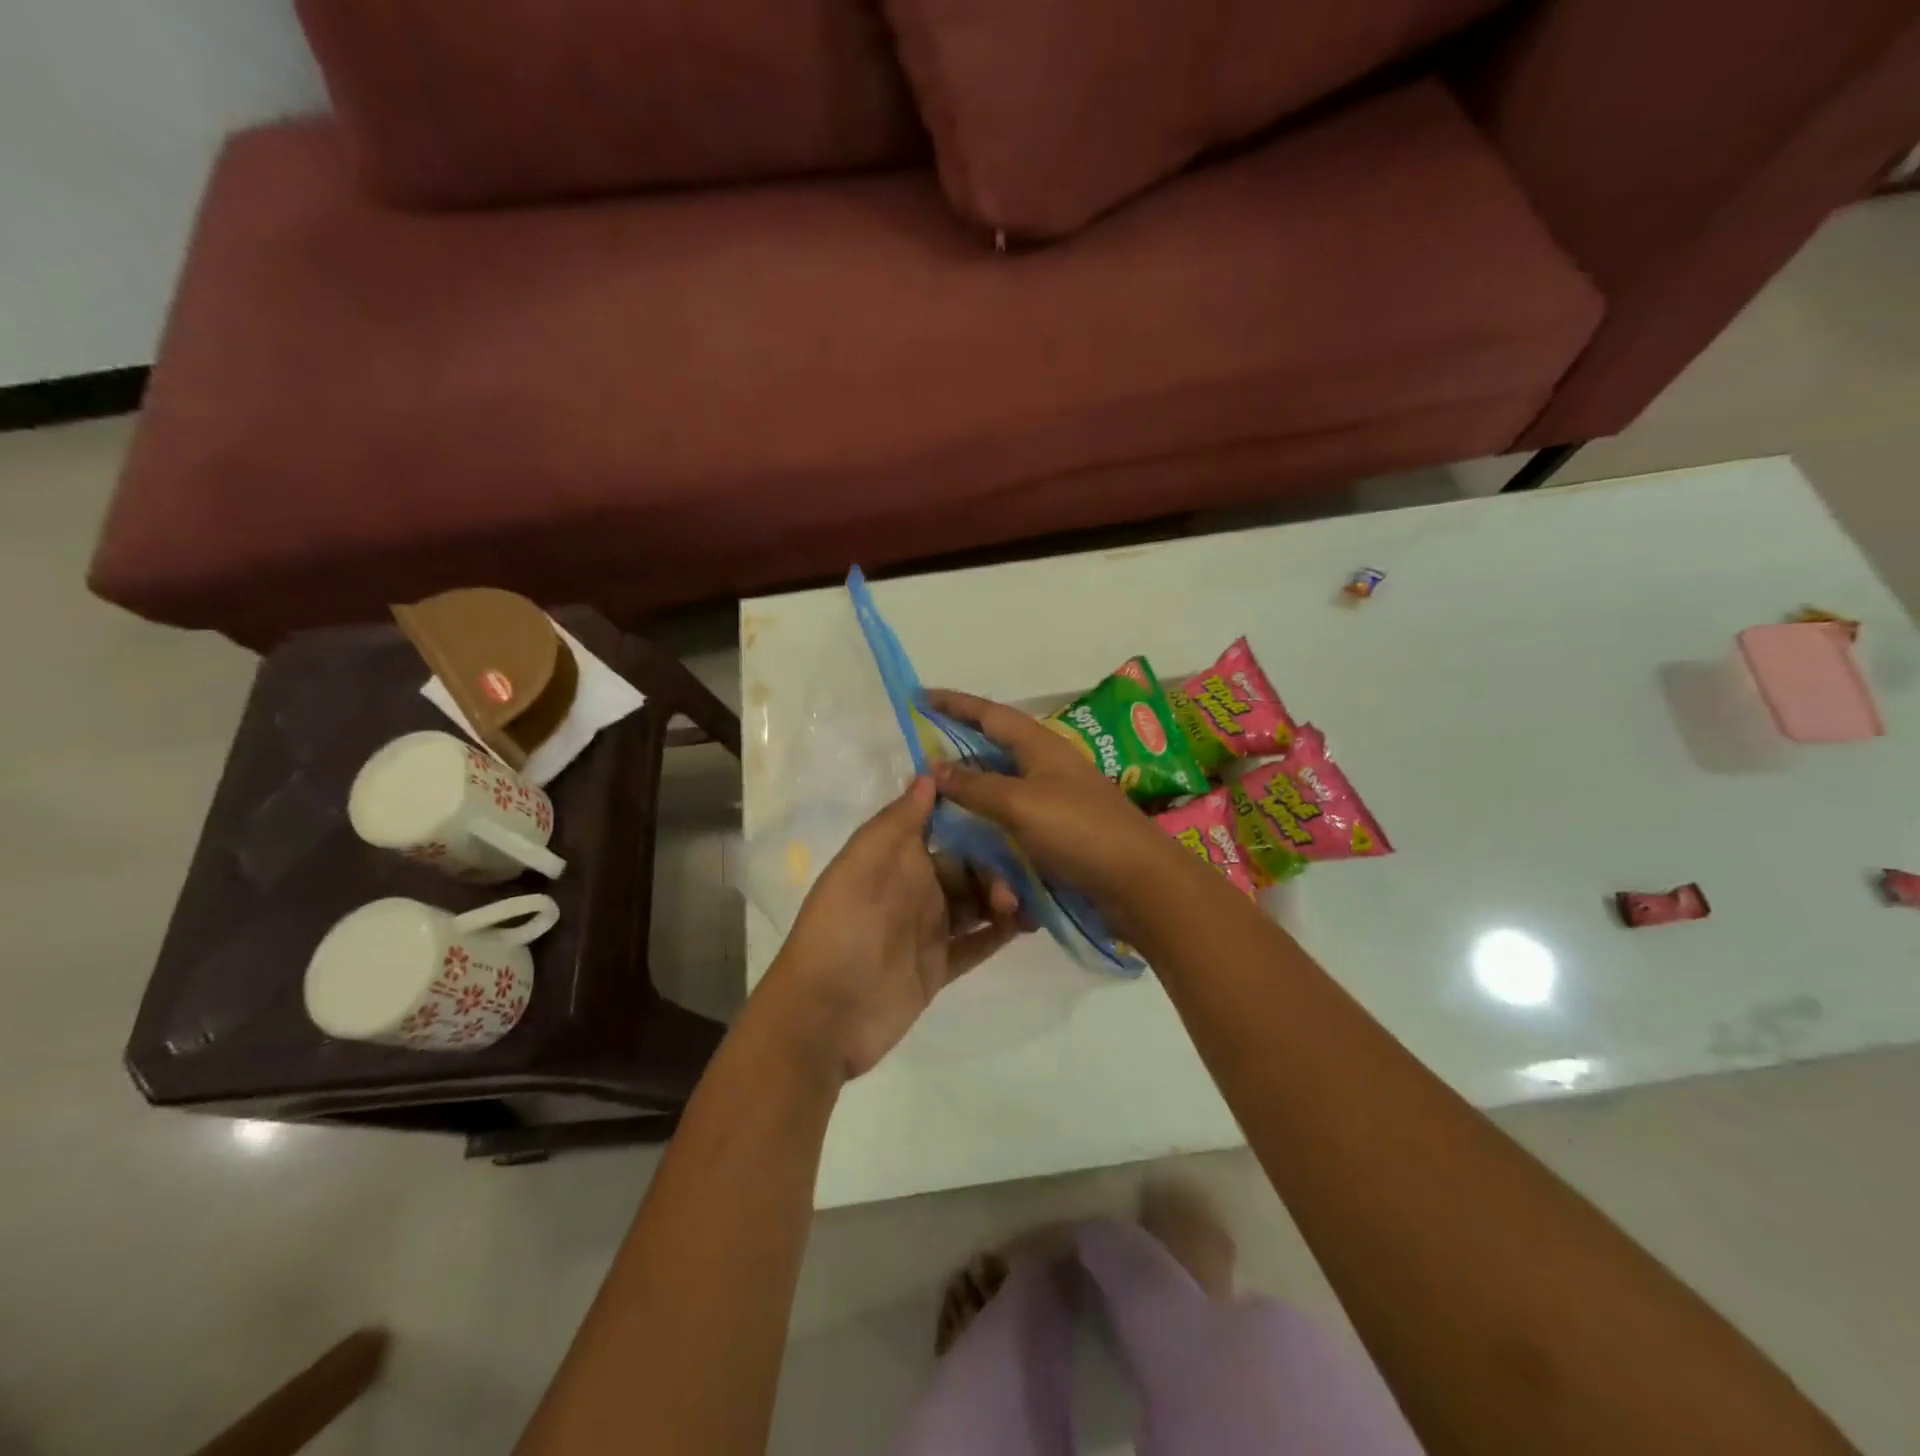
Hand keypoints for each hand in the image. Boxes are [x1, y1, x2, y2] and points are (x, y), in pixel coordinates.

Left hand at [762, 776, 1022, 1079]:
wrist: (824, 1016)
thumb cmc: (842, 929)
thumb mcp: (862, 865)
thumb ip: (897, 822)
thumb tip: (929, 774)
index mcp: (895, 859)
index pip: (941, 825)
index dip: (972, 814)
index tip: (1011, 802)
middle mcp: (914, 888)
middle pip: (966, 865)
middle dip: (997, 863)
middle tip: (1026, 874)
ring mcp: (928, 929)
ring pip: (976, 902)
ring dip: (1003, 896)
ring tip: (1029, 903)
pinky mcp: (938, 967)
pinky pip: (977, 944)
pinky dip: (1001, 933)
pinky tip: (1029, 924)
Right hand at [923, 689, 1177, 912]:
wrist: (1138, 882)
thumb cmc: (1078, 831)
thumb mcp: (1019, 803)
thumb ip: (975, 785)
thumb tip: (933, 766)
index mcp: (1040, 746)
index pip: (989, 714)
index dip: (954, 704)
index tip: (920, 696)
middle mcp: (1047, 767)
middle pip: (995, 750)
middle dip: (959, 752)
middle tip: (922, 761)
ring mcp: (1055, 801)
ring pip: (1002, 790)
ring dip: (973, 797)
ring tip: (940, 805)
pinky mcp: (1059, 834)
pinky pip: (1014, 822)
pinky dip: (991, 827)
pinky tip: (972, 842)